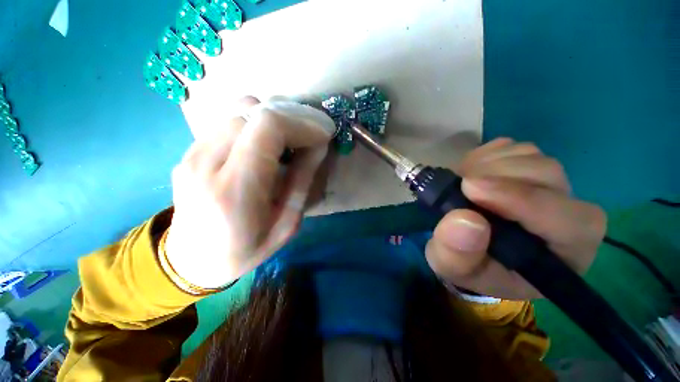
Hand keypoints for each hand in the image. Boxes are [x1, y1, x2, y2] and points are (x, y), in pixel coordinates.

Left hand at [164, 97, 335, 287]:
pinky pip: (229, 120)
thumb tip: (318, 146)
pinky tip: (266, 146)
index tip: (323, 133)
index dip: (301, 123)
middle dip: (292, 118)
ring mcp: (192, 152)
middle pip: (253, 111)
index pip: (268, 127)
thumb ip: (302, 180)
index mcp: (235, 188)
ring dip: (274, 119)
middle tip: (311, 136)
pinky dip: (256, 125)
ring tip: (290, 141)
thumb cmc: (246, 249)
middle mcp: (206, 161)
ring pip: (239, 109)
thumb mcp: (287, 224)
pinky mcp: (190, 150)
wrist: (192, 260)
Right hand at [425, 138, 605, 299]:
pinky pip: (509, 147)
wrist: (471, 248)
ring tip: (462, 184)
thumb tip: (464, 220)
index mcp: (563, 252)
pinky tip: (470, 175)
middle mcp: (567, 213)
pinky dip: (483, 156)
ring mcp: (548, 183)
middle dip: (496, 176)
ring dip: (486, 165)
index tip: (470, 189)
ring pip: (528, 155)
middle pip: (547, 174)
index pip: (566, 220)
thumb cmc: (471, 266)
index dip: (520, 199)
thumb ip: (456, 255)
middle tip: (460, 186)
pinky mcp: (526, 167)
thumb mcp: (453, 269)